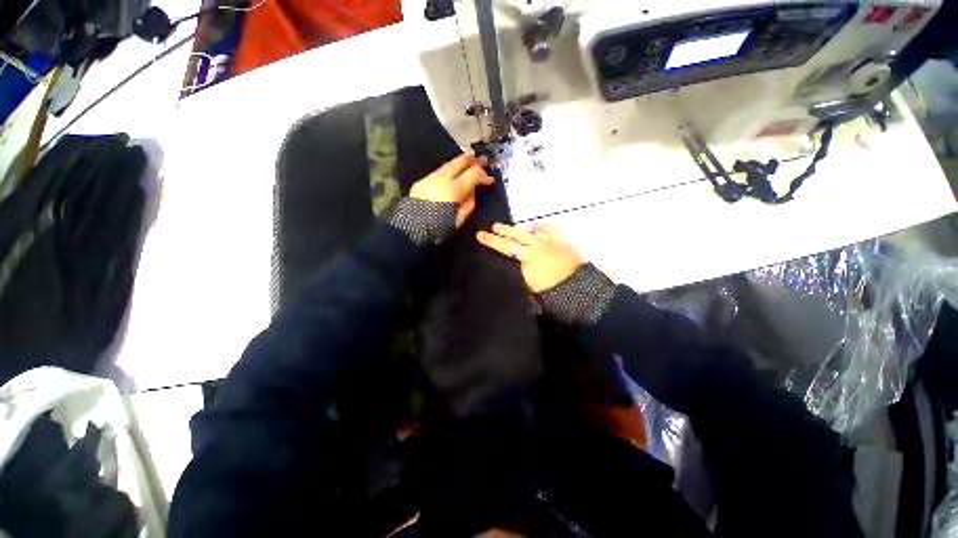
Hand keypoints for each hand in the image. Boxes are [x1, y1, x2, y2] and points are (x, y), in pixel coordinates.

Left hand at [410, 154, 493, 227]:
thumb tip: (472, 192)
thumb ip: (468, 203)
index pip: (474, 174)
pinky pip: (440, 170)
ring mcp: (431, 177)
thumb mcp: (459, 219)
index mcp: (454, 189)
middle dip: (474, 160)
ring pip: (449, 163)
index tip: (490, 180)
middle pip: (461, 161)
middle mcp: (442, 178)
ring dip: (461, 162)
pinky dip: (450, 169)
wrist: (411, 228)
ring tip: (469, 162)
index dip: (484, 175)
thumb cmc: (438, 227)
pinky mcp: (423, 180)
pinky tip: (453, 173)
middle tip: (483, 161)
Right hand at [477, 223, 584, 292]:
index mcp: (527, 264)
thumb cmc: (557, 296)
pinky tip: (534, 226)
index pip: (505, 250)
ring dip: (515, 229)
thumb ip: (522, 282)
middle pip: (514, 239)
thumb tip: (513, 276)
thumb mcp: (534, 294)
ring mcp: (549, 244)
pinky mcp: (561, 242)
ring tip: (504, 226)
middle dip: (500, 233)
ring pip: (528, 232)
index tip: (480, 235)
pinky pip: (549, 230)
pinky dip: (541, 227)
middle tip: (490, 228)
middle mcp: (535, 250)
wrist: (583, 291)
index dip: (491, 242)